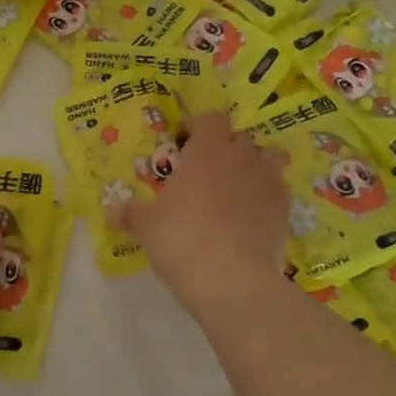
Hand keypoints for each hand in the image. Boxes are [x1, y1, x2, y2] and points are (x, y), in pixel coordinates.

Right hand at [108, 110, 290, 315]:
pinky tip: (253, 216)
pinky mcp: (285, 209)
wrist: (230, 277)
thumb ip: (130, 214)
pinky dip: (268, 196)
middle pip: (240, 137)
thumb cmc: (181, 239)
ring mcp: (268, 182)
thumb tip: (110, 212)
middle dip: (226, 148)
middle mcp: (241, 157)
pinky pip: (279, 190)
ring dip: (256, 165)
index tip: (185, 143)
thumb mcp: (146, 226)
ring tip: (239, 187)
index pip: (211, 118)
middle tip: (207, 172)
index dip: (200, 126)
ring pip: (271, 157)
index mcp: (207, 151)